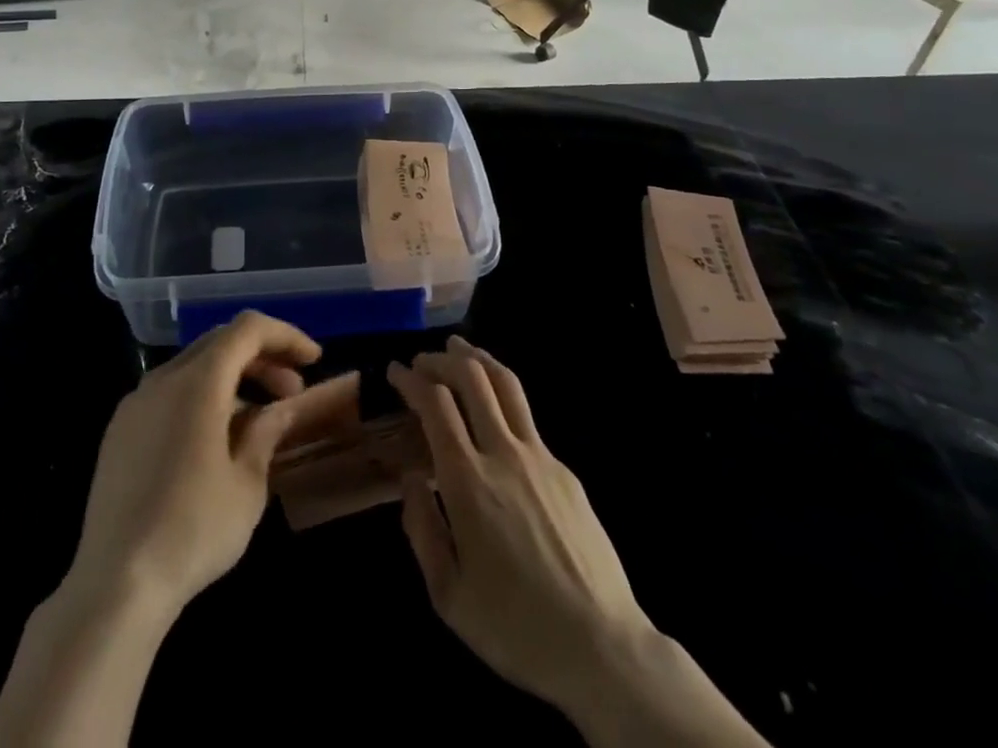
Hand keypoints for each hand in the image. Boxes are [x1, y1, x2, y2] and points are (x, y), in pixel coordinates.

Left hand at [69, 311, 358, 619]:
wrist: (115, 584)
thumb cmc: (193, 530)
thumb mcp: (247, 484)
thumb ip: (266, 432)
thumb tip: (280, 409)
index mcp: (198, 381)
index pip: (247, 329)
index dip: (285, 336)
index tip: (313, 360)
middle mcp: (163, 378)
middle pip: (220, 343)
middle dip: (262, 357)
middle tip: (292, 391)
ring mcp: (135, 403)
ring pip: (193, 368)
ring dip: (232, 379)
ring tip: (259, 419)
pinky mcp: (119, 431)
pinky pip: (169, 394)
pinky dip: (202, 398)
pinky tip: (215, 440)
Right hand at [387, 338, 652, 721]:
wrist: (602, 648)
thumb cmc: (515, 627)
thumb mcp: (448, 596)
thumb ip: (421, 529)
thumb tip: (412, 479)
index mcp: (468, 481)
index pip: (435, 403)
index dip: (411, 380)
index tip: (395, 372)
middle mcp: (503, 454)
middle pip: (471, 377)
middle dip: (441, 358)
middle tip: (422, 360)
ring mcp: (540, 457)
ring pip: (506, 384)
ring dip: (477, 358)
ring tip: (459, 348)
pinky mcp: (565, 470)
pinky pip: (526, 417)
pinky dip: (501, 396)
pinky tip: (494, 411)